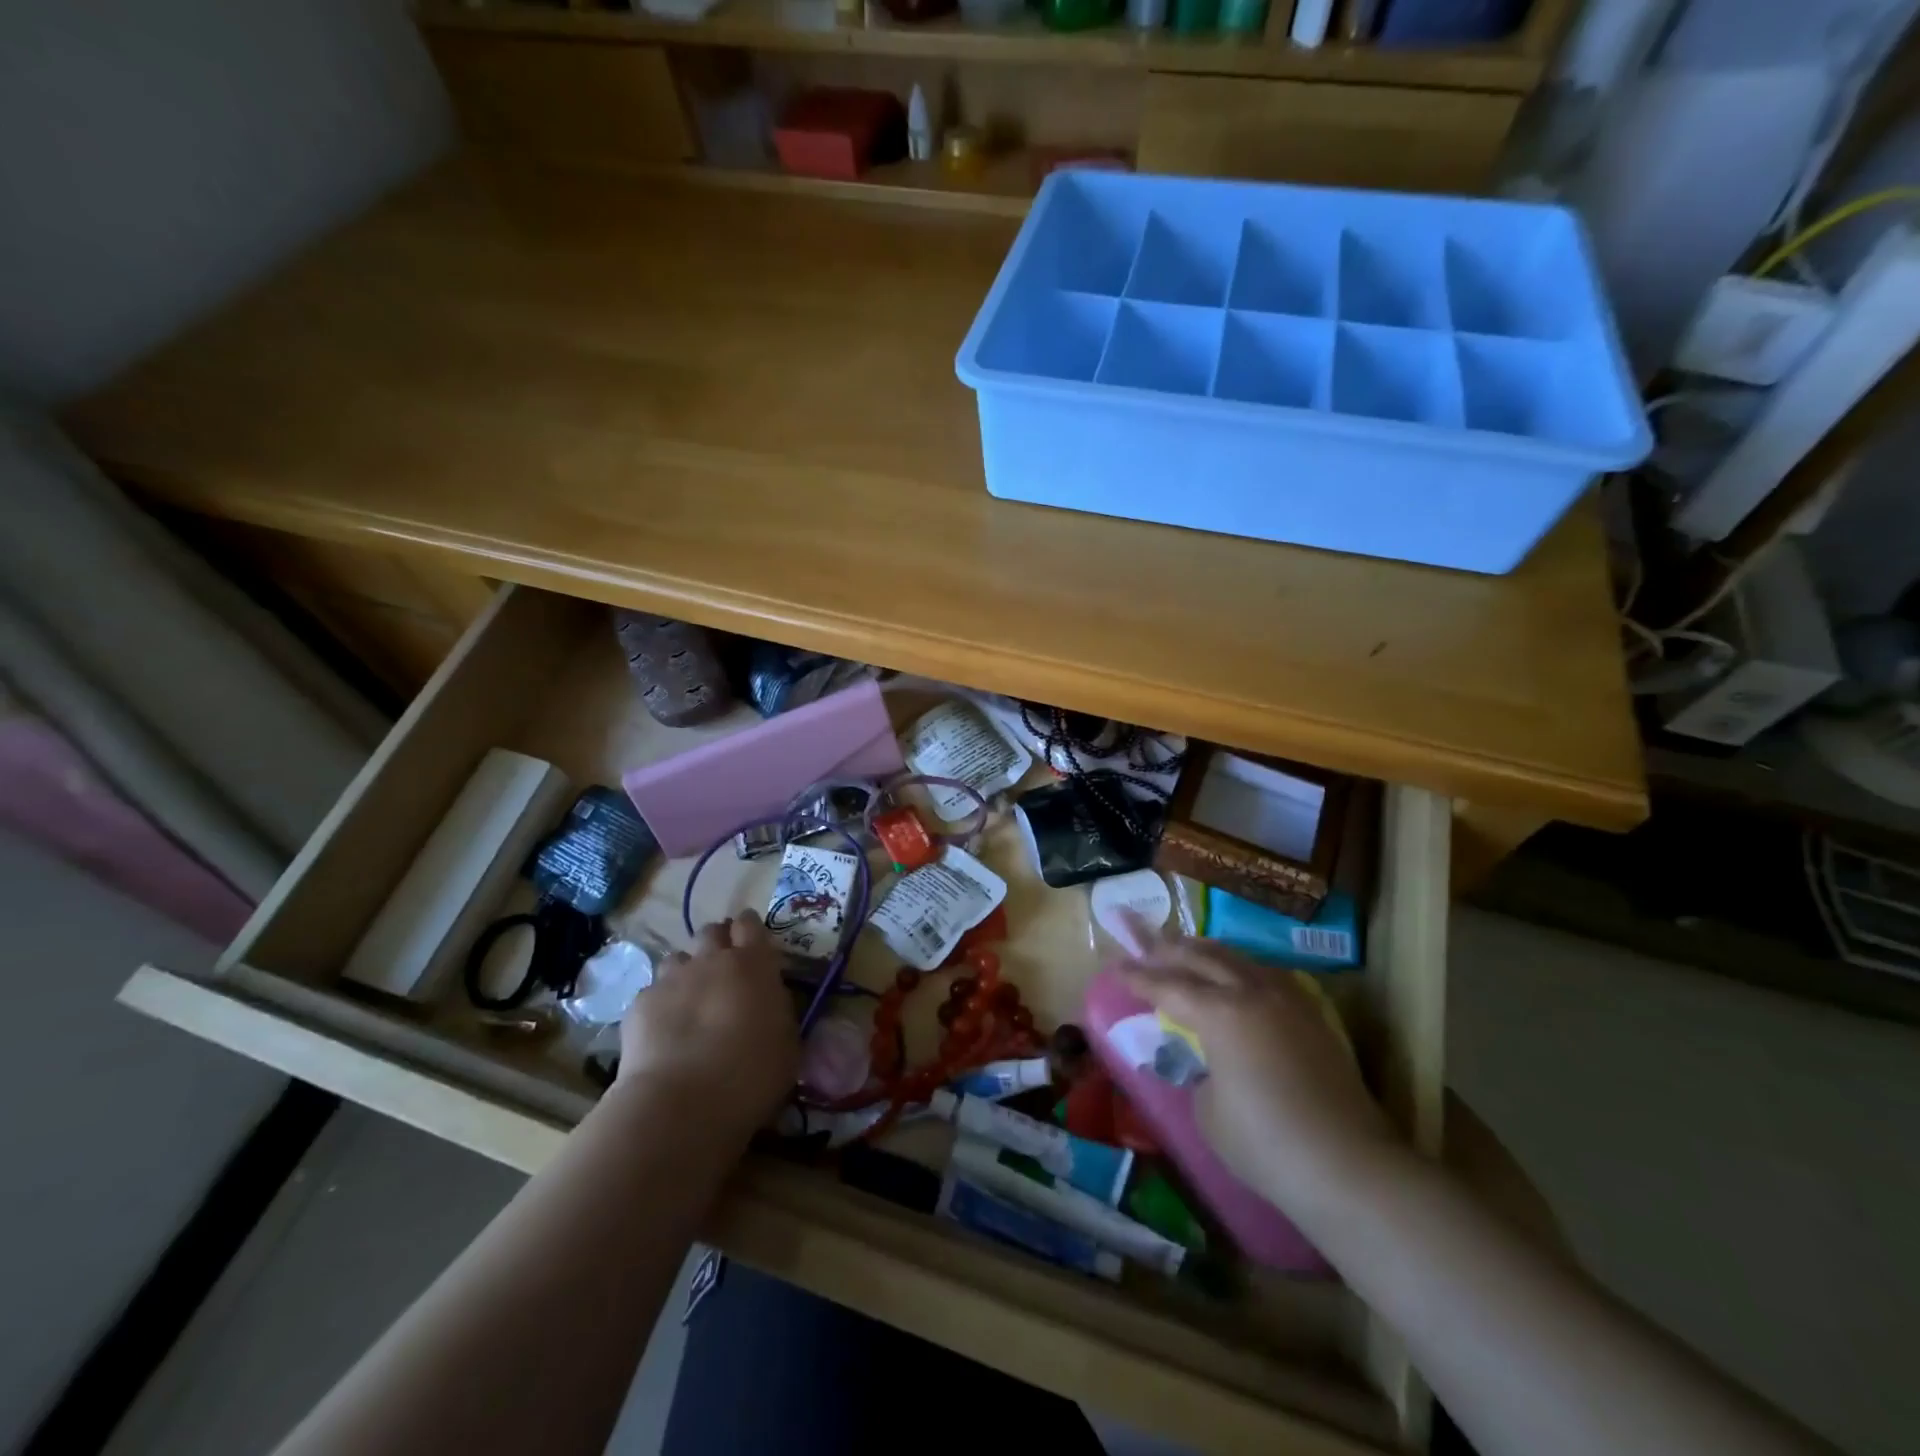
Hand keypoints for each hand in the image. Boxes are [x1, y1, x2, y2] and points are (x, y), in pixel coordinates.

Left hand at [616, 912, 796, 1136]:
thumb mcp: (788, 1042)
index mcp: (754, 963)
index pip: (750, 924)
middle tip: (723, 971)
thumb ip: (778, 1010)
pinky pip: (653, 992)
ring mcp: (672, 978)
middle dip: (717, 943)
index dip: (750, 929)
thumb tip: (769, 1002)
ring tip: (690, 1002)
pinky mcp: (640, 1004)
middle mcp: (711, 960)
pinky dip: (660, 1005)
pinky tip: (663, 1032)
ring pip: (678, 959)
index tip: (752, 945)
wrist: (682, 1102)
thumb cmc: (751, 1074)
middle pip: (711, 932)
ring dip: (687, 972)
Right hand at [1117, 919, 1402, 1215]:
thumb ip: (1200, 1072)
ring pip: (1238, 958)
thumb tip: (1210, 1062)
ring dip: (1206, 952)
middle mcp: (1251, 992)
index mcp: (1218, 1012)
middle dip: (1169, 951)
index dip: (1137, 977)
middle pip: (1202, 957)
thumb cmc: (1265, 1144)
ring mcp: (1287, 1000)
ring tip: (1187, 950)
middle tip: (1145, 948)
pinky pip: (1265, 974)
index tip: (1115, 967)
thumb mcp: (1207, 1110)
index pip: (1167, 986)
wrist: (1349, 1167)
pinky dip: (1240, 968)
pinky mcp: (1312, 1015)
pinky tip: (1236, 975)